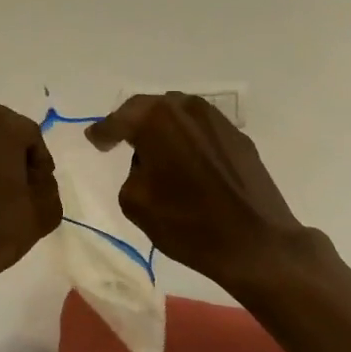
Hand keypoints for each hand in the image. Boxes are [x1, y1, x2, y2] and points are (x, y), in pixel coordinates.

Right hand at [87, 93, 321, 288]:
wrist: (256, 243)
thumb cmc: (188, 223)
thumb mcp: (136, 202)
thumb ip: (132, 171)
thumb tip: (147, 163)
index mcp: (156, 120)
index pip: (119, 119)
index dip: (103, 132)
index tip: (94, 140)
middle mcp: (187, 109)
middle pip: (150, 108)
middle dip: (133, 123)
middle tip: (120, 140)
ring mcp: (217, 121)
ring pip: (179, 115)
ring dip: (163, 129)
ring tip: (155, 151)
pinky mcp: (238, 138)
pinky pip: (201, 131)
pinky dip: (187, 140)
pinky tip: (186, 162)